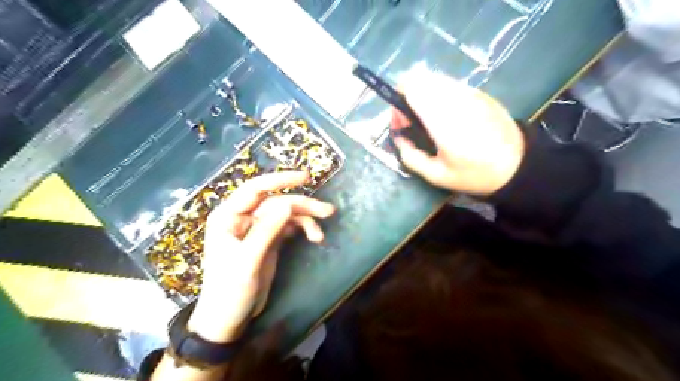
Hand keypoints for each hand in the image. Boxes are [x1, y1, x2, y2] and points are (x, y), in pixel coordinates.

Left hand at [185, 173, 333, 342]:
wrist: (228, 319)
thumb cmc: (230, 291)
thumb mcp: (248, 261)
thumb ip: (267, 230)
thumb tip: (288, 204)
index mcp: (228, 216)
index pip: (255, 189)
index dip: (281, 179)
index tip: (306, 177)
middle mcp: (243, 217)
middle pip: (276, 202)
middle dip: (302, 206)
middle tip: (328, 211)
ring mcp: (257, 228)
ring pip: (285, 214)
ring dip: (305, 219)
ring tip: (321, 233)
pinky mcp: (268, 239)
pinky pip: (288, 227)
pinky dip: (302, 229)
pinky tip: (313, 237)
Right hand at [393, 70, 525, 193]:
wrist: (519, 166)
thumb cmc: (475, 174)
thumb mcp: (437, 176)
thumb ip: (410, 157)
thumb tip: (399, 139)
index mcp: (442, 118)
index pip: (411, 87)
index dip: (397, 102)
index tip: (401, 125)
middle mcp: (455, 97)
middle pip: (419, 77)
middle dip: (407, 96)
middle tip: (411, 122)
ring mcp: (469, 92)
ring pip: (434, 78)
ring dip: (422, 94)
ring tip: (428, 119)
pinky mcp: (479, 92)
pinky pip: (449, 84)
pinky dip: (438, 94)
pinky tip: (446, 117)